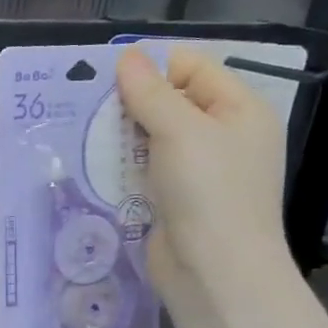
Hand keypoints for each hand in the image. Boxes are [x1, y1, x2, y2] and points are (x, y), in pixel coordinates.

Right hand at [115, 46, 292, 312]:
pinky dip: (123, 165)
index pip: (193, 67)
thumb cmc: (209, 191)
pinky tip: (97, 166)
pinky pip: (145, 169)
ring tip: (87, 137)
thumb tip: (127, 56)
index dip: (153, 68)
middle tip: (89, 108)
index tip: (109, 81)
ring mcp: (200, 170)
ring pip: (153, 136)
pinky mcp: (176, 199)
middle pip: (171, 101)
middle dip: (132, 103)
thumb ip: (151, 92)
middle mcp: (224, 135)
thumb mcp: (180, 131)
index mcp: (240, 110)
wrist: (214, 270)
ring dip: (122, 135)